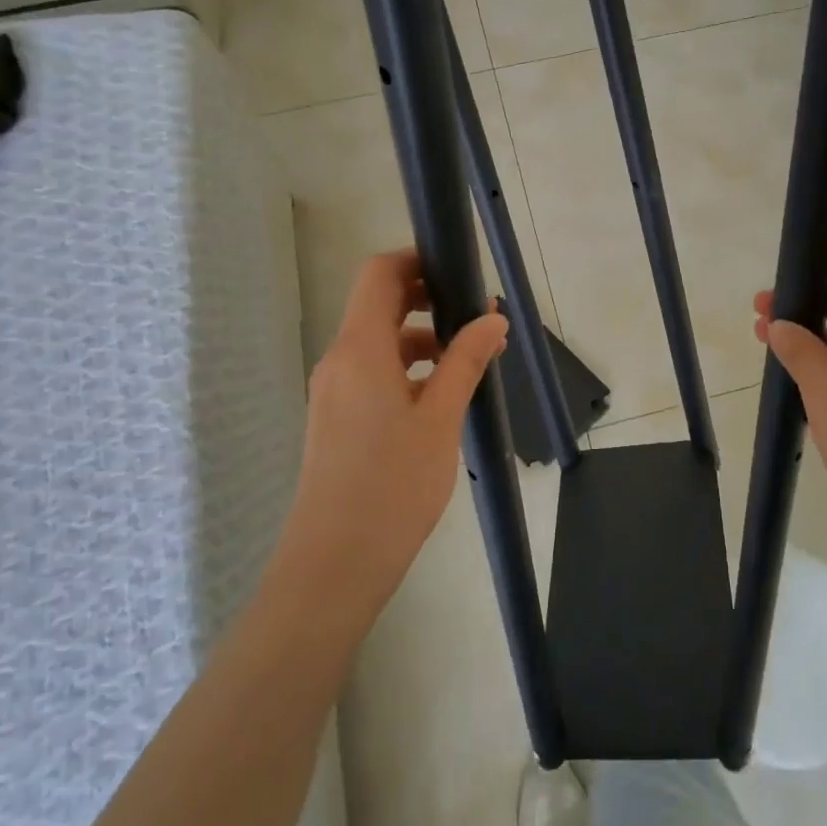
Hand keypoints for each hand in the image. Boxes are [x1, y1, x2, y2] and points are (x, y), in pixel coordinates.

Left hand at [281, 250, 507, 616]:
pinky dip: (406, 369)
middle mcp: (339, 360)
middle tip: (475, 313)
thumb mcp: (441, 419)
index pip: (378, 274)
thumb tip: (493, 318)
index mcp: (359, 348)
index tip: (457, 270)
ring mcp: (333, 391)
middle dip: (426, 299)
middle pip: (378, 304)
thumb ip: (466, 361)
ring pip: (378, 341)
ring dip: (421, 338)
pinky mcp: (336, 419)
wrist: (334, 565)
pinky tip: (440, 396)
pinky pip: (372, 373)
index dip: (415, 260)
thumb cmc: (392, 485)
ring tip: (469, 359)